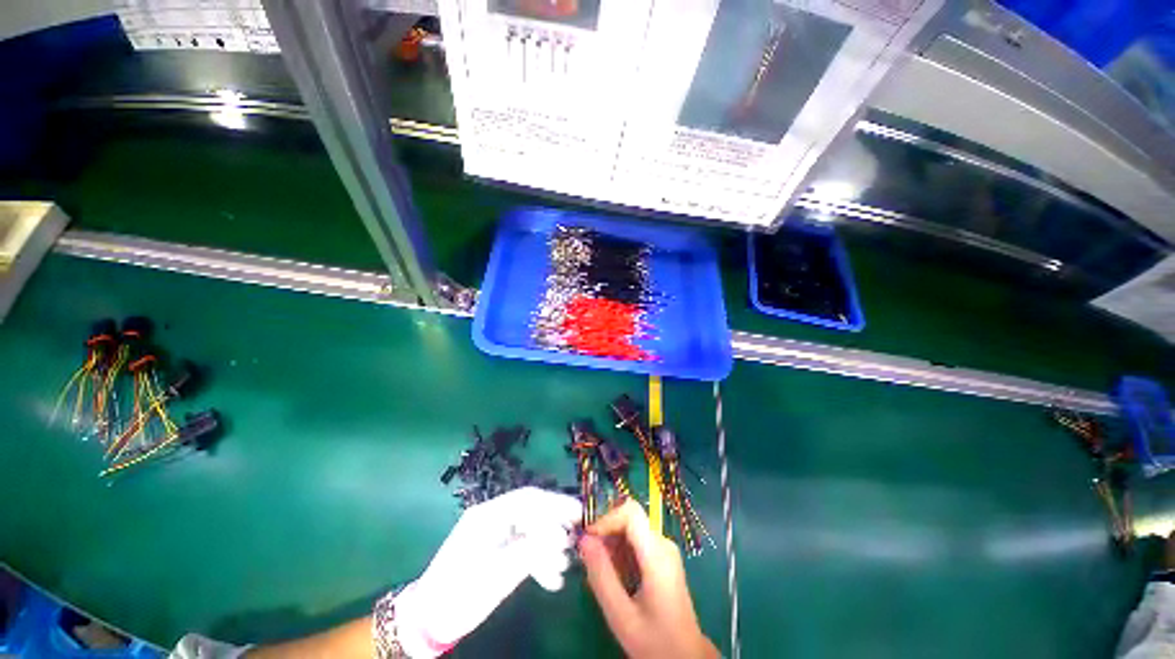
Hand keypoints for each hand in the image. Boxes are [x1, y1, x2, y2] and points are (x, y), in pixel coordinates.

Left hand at [394, 487, 581, 657]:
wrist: (430, 621)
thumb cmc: (460, 593)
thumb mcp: (496, 573)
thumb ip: (530, 551)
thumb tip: (561, 536)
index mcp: (489, 514)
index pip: (528, 498)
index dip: (556, 502)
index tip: (578, 512)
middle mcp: (495, 518)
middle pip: (533, 513)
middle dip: (555, 527)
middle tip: (575, 542)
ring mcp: (497, 535)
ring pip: (532, 531)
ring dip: (549, 548)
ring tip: (562, 568)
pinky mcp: (500, 552)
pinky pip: (526, 548)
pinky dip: (540, 560)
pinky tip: (551, 580)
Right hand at [579, 500, 718, 658]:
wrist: (685, 658)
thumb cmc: (654, 641)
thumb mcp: (621, 615)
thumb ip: (601, 575)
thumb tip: (583, 540)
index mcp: (657, 554)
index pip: (630, 512)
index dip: (606, 518)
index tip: (587, 538)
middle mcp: (663, 544)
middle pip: (630, 519)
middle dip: (606, 531)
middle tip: (587, 556)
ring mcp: (664, 550)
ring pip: (631, 529)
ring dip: (611, 543)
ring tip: (599, 570)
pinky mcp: (662, 557)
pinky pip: (636, 541)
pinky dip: (620, 551)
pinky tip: (613, 575)